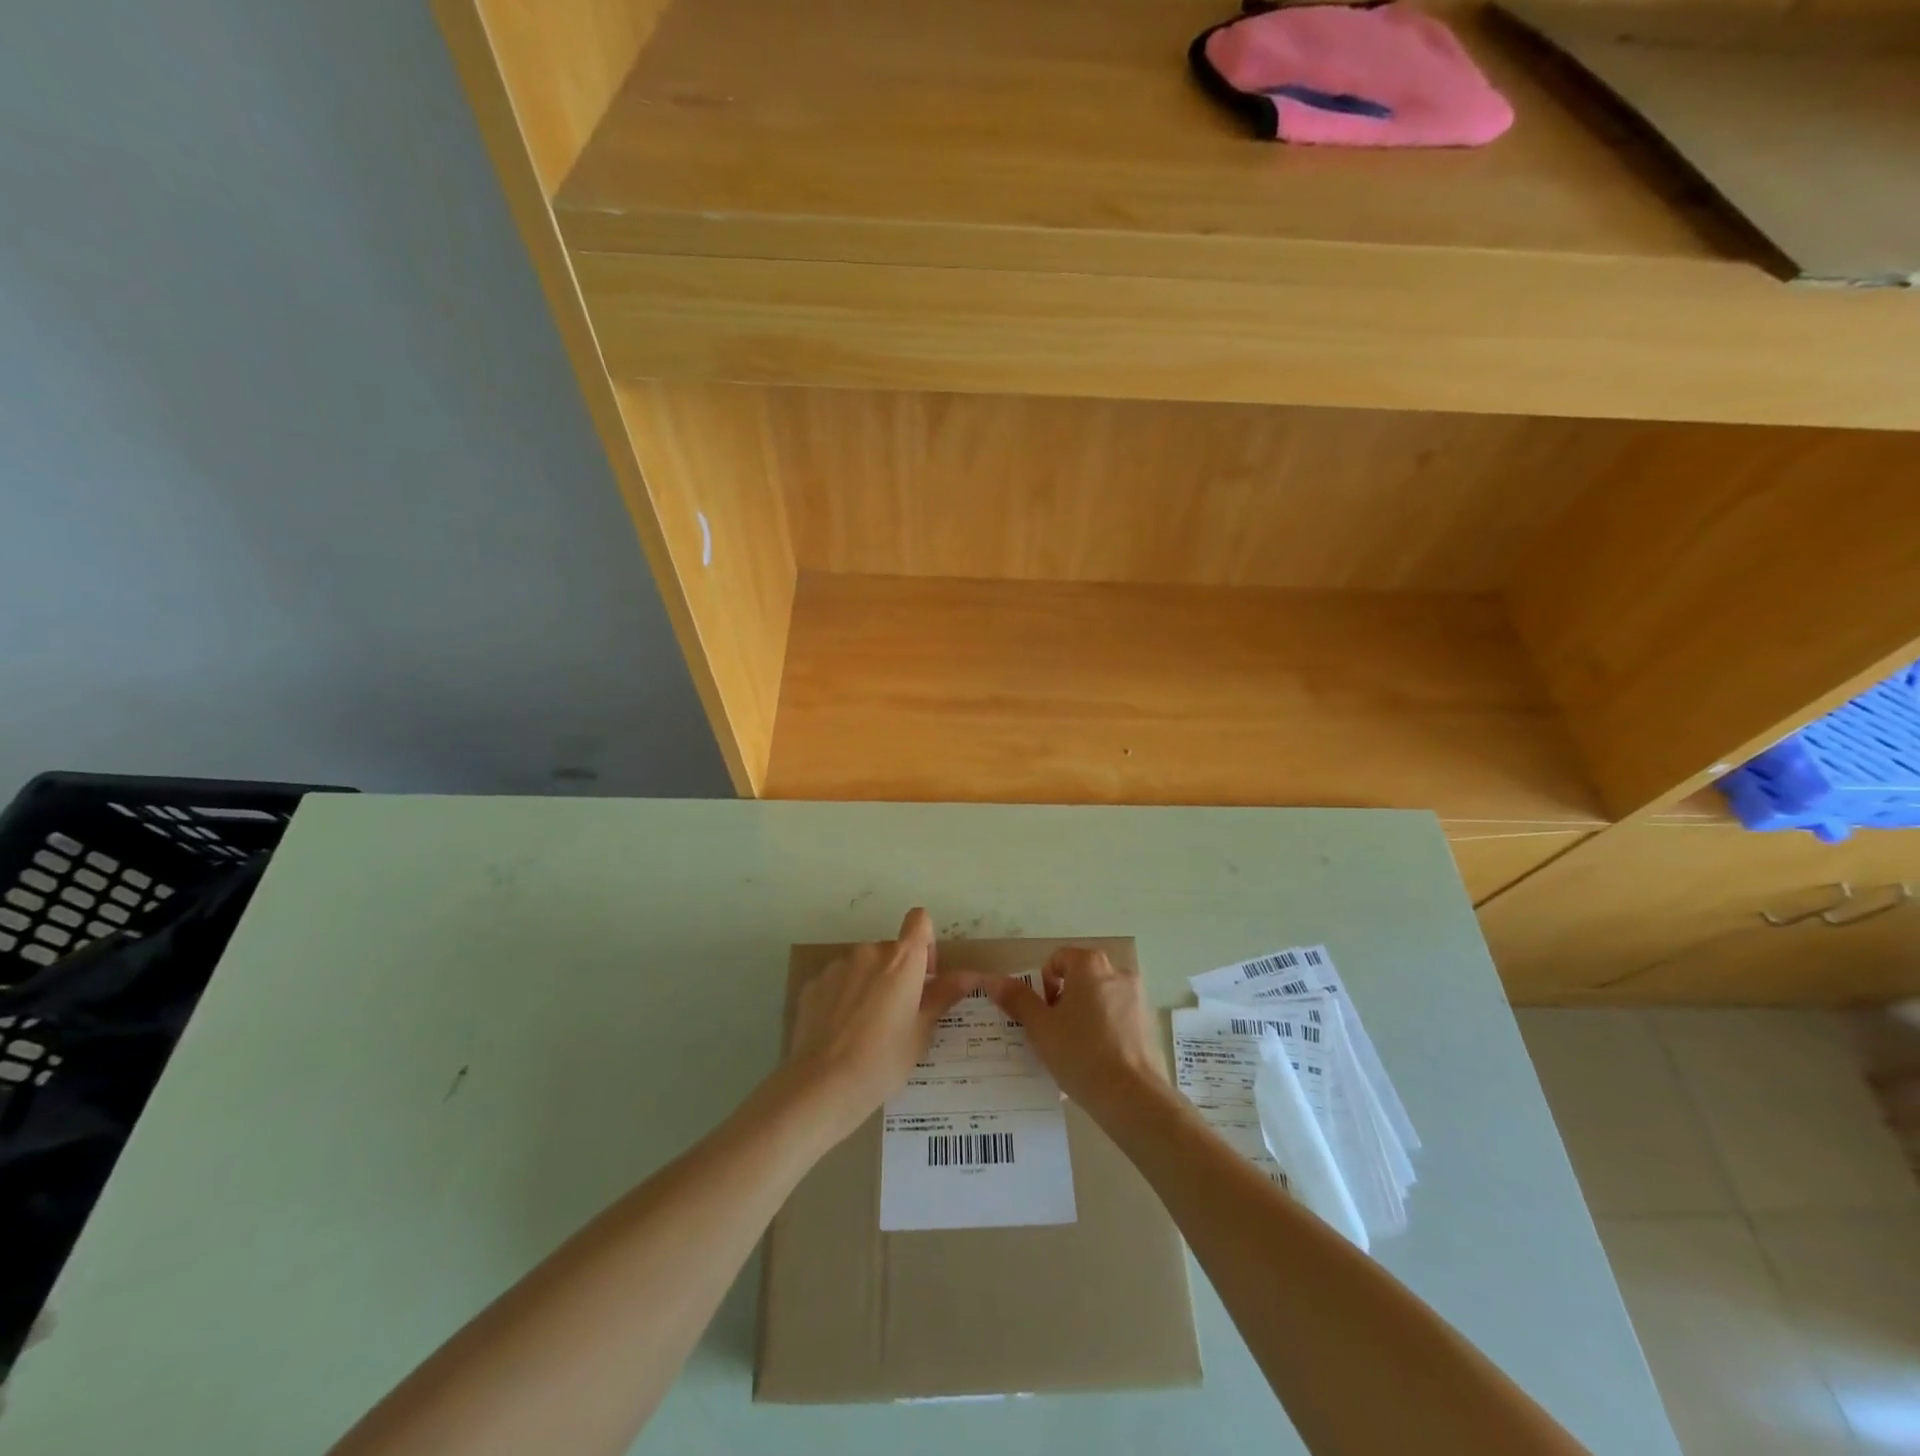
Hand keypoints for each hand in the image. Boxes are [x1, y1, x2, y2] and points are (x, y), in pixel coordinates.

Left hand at [784, 907, 974, 1135]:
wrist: (823, 1085)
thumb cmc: (884, 1060)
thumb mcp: (921, 1031)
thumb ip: (944, 995)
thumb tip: (971, 975)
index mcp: (902, 960)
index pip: (919, 920)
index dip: (925, 942)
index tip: (925, 975)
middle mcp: (869, 952)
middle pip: (891, 950)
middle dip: (897, 974)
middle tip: (898, 1015)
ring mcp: (838, 966)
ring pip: (863, 966)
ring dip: (869, 984)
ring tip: (865, 1028)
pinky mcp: (813, 984)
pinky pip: (837, 981)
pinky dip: (843, 997)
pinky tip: (840, 1032)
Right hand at [986, 947, 1162, 1116]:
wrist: (1132, 1097)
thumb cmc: (1080, 1053)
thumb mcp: (1040, 1027)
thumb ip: (1017, 999)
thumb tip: (994, 980)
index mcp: (1090, 965)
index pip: (1058, 959)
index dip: (1043, 984)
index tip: (1041, 1014)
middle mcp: (1118, 972)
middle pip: (1081, 978)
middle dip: (1064, 1000)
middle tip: (1053, 1032)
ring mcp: (1138, 998)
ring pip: (1100, 999)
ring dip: (1084, 1015)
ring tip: (1074, 1050)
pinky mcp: (1149, 1024)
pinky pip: (1118, 1018)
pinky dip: (1105, 1031)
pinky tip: (1096, 1061)